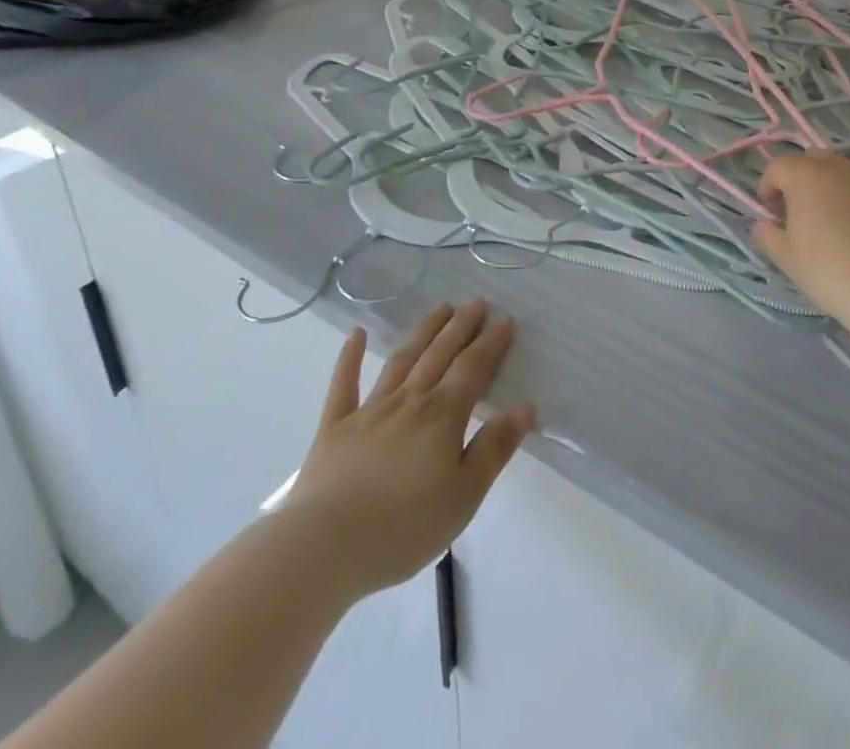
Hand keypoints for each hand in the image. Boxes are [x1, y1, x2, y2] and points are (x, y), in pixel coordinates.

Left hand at [283, 300, 536, 599]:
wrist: (324, 547)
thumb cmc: (403, 528)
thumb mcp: (464, 496)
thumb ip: (495, 448)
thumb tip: (525, 406)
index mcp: (442, 416)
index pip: (473, 369)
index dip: (491, 343)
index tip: (506, 320)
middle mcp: (409, 401)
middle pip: (439, 354)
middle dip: (461, 326)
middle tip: (476, 302)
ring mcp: (369, 410)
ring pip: (402, 359)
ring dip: (423, 331)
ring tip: (440, 307)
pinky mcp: (334, 428)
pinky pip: (344, 385)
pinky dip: (350, 357)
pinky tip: (356, 333)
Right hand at [753, 152, 849, 332]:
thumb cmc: (831, 272)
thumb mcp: (788, 260)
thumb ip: (768, 236)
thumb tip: (764, 226)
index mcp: (808, 178)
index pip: (780, 166)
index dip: (769, 185)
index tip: (771, 211)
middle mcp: (843, 169)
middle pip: (816, 160)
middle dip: (803, 178)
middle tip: (802, 210)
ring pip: (849, 174)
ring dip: (837, 188)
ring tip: (839, 223)